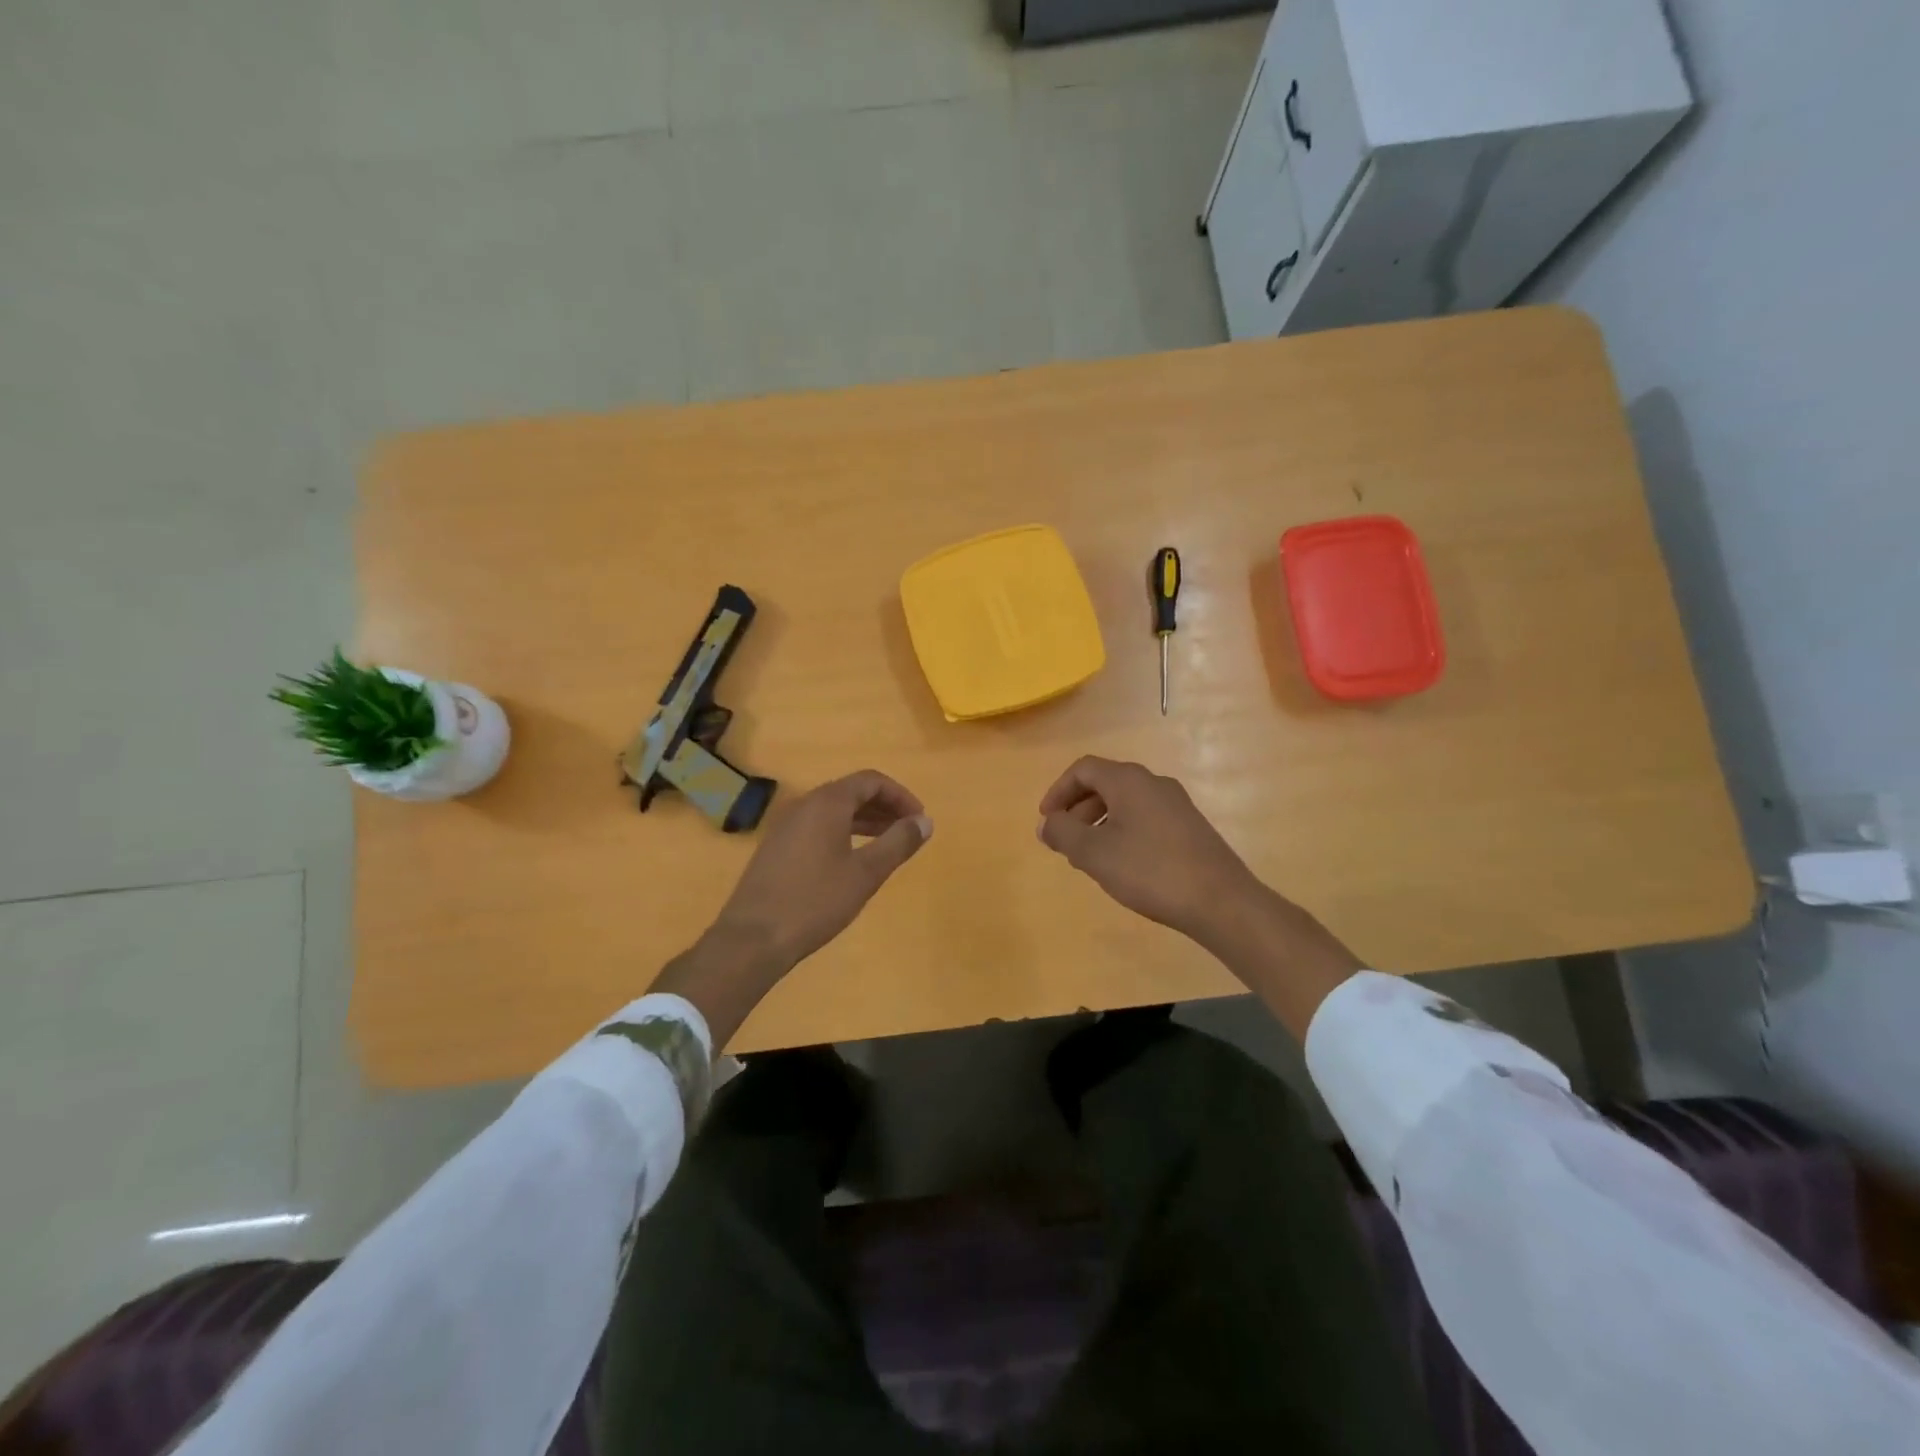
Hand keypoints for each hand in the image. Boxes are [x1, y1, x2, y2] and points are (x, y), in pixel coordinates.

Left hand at [714, 769, 931, 972]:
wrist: (752, 938)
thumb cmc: (815, 901)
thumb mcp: (866, 873)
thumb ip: (898, 842)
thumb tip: (925, 821)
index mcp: (826, 803)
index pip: (871, 781)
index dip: (900, 795)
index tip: (919, 819)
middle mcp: (804, 805)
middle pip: (851, 792)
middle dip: (884, 807)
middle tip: (908, 831)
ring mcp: (785, 825)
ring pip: (833, 810)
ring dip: (864, 820)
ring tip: (888, 843)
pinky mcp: (776, 847)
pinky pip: (817, 826)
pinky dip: (842, 832)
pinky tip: (852, 859)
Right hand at [1035, 755, 1262, 942]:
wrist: (1221, 901)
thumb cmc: (1150, 870)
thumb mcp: (1095, 853)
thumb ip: (1063, 833)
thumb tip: (1046, 824)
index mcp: (1129, 780)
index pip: (1083, 769)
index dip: (1058, 791)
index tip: (1047, 821)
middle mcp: (1153, 783)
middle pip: (1104, 784)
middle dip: (1077, 809)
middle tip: (1064, 841)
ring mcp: (1176, 804)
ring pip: (1125, 803)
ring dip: (1099, 823)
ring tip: (1089, 857)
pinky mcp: (1189, 827)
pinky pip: (1144, 818)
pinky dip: (1122, 832)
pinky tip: (1122, 864)